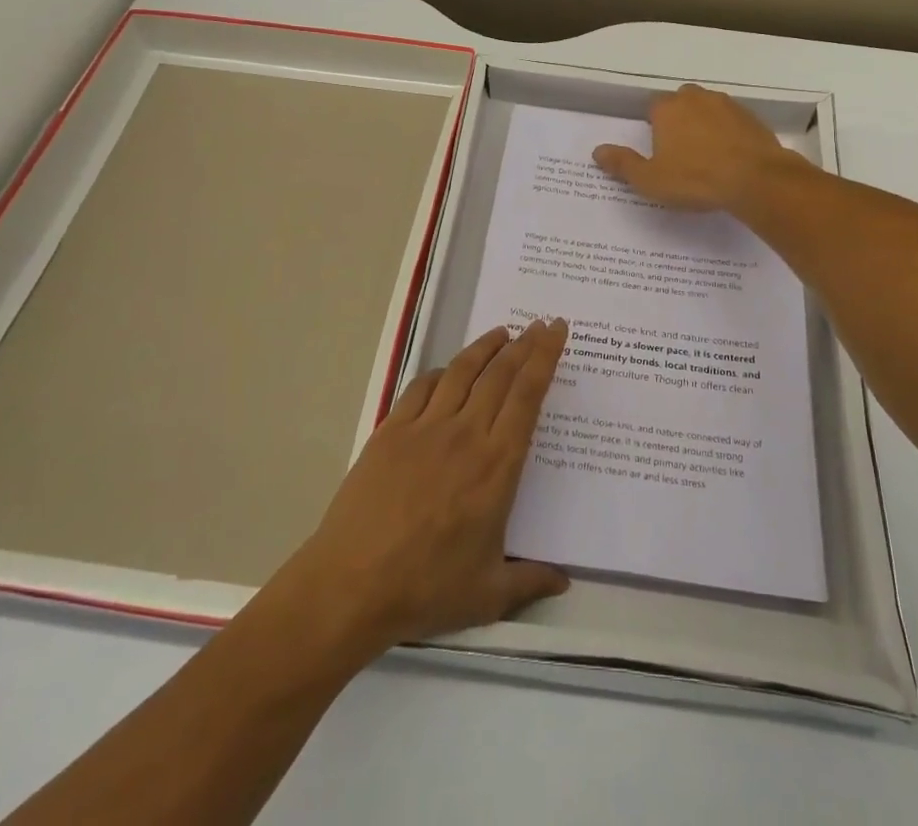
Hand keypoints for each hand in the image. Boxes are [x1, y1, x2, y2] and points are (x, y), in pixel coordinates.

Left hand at [282, 319, 571, 652]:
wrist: (352, 584)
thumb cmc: (426, 588)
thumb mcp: (488, 594)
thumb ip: (530, 581)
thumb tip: (565, 581)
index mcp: (496, 465)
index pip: (527, 396)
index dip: (545, 358)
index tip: (555, 331)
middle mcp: (466, 434)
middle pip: (500, 375)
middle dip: (525, 344)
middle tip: (539, 323)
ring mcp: (425, 428)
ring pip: (463, 372)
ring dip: (486, 347)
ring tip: (502, 332)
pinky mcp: (392, 430)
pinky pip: (421, 388)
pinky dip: (441, 372)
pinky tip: (448, 370)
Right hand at [593, 84, 797, 211]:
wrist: (756, 179)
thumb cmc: (695, 179)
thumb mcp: (650, 179)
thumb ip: (622, 164)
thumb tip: (597, 151)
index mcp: (668, 109)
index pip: (653, 107)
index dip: (654, 126)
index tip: (658, 148)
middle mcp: (696, 98)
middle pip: (682, 102)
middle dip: (679, 119)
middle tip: (680, 151)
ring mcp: (728, 105)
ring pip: (709, 109)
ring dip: (705, 124)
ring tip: (706, 155)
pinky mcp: (752, 118)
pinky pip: (733, 122)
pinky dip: (729, 134)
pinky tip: (731, 157)